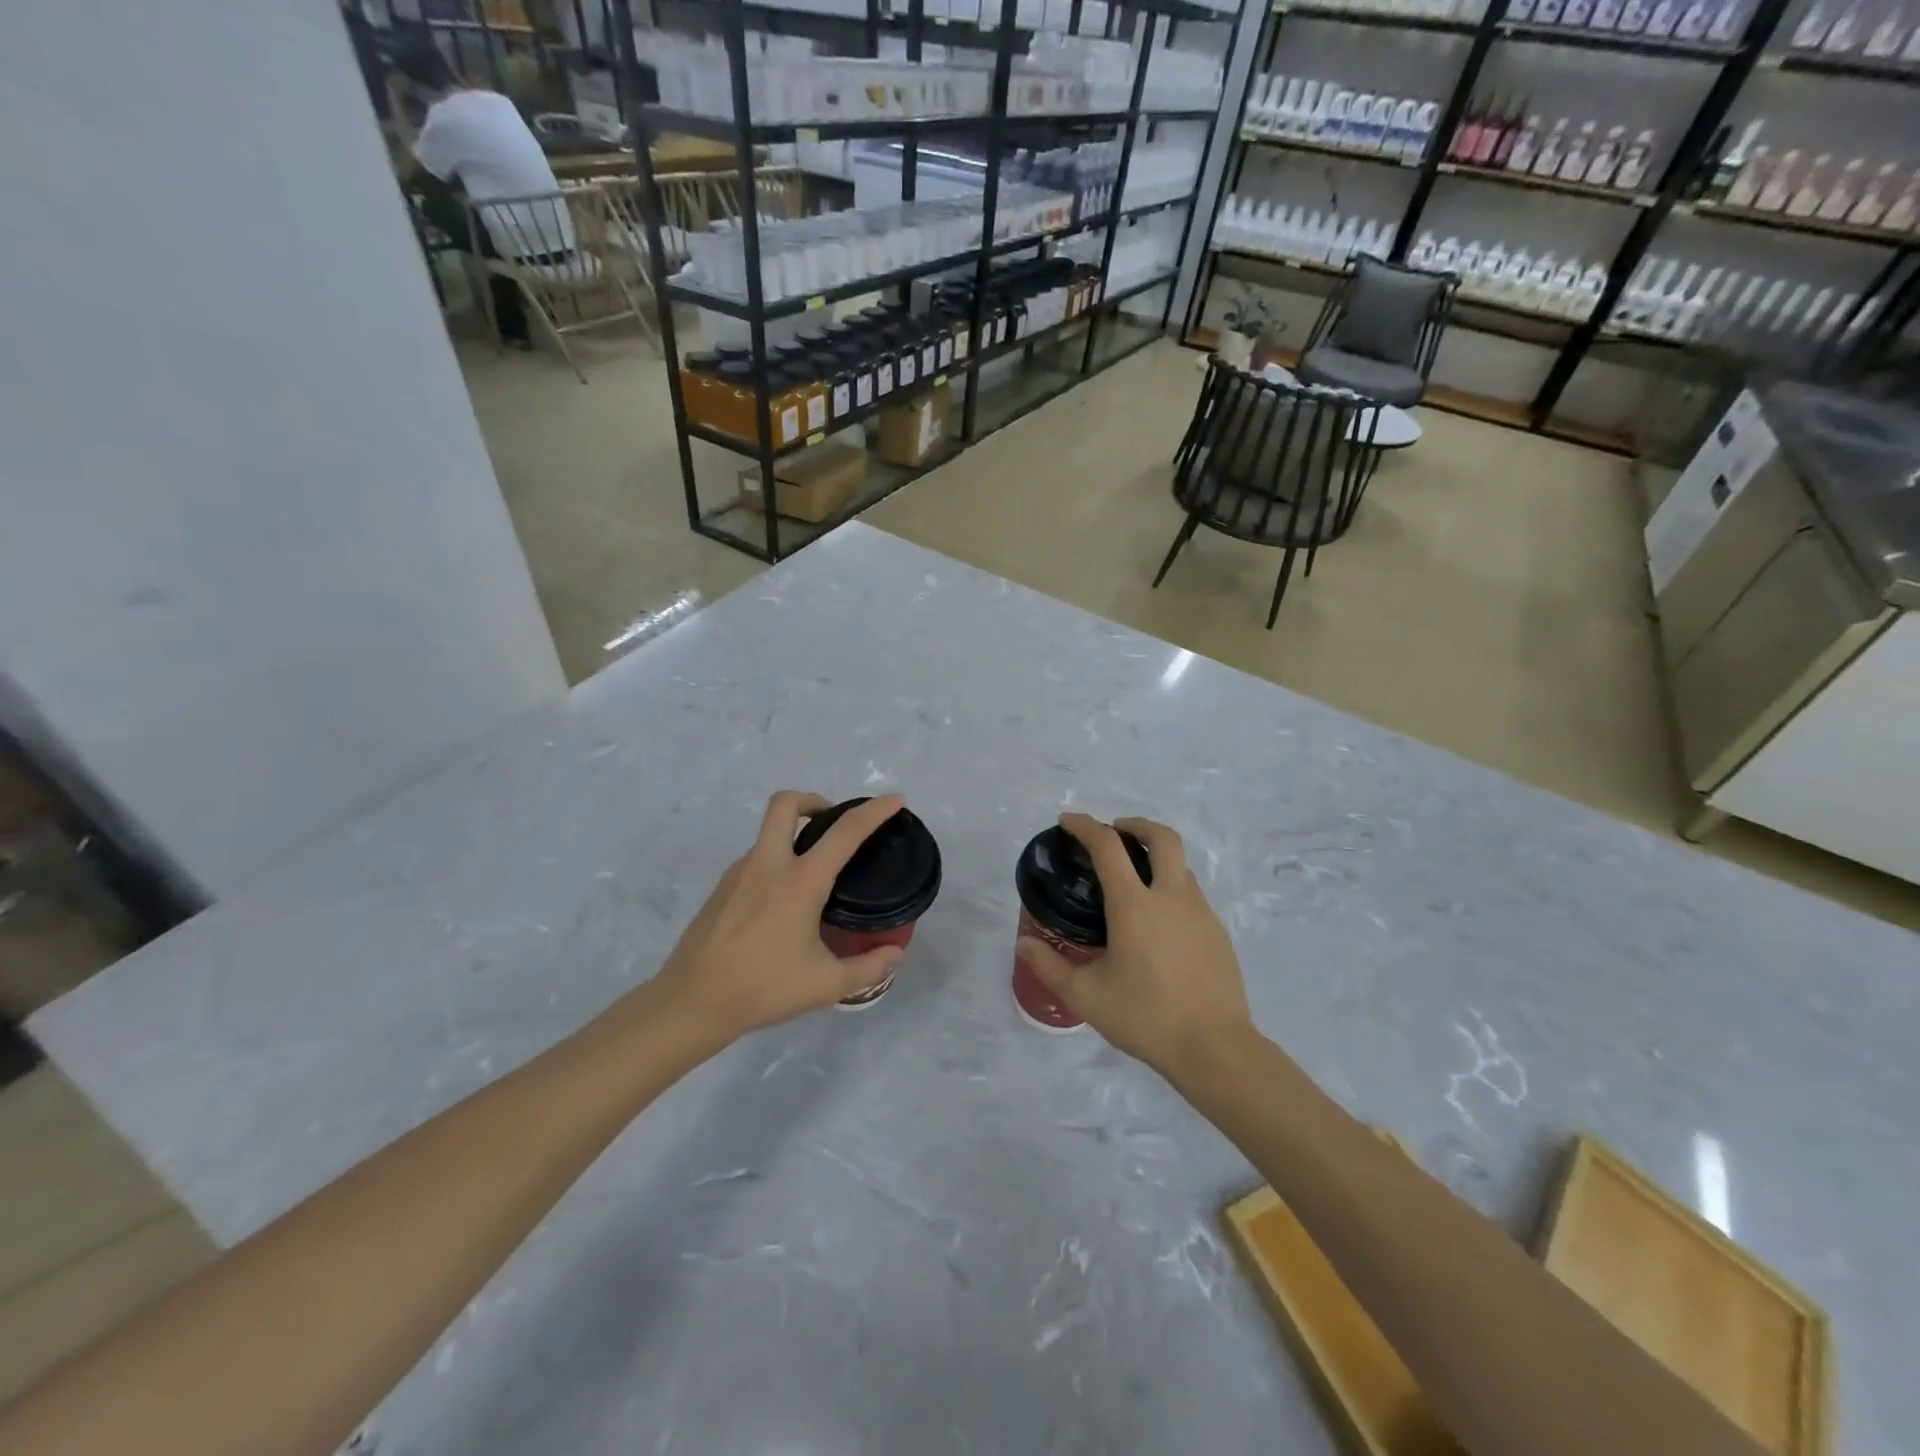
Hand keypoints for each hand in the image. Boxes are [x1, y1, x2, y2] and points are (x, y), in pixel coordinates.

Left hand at [652, 792, 908, 1042]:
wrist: (691, 1003)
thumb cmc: (763, 988)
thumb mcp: (826, 985)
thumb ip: (868, 968)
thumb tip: (895, 955)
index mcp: (801, 880)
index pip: (846, 831)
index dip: (875, 811)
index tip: (895, 800)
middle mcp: (769, 864)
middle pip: (786, 804)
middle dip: (814, 800)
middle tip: (833, 824)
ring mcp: (739, 873)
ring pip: (768, 832)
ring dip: (794, 835)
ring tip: (815, 874)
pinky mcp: (721, 888)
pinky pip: (756, 859)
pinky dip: (776, 862)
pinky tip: (783, 902)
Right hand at [1017, 813, 1252, 1080]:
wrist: (1215, 1048)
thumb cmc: (1146, 1017)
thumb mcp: (1086, 995)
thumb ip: (1049, 966)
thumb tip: (1024, 944)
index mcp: (1134, 905)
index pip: (1107, 846)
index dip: (1085, 826)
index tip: (1067, 821)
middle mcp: (1171, 897)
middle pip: (1161, 837)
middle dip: (1135, 825)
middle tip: (1114, 834)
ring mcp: (1201, 912)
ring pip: (1180, 865)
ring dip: (1156, 857)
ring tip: (1134, 882)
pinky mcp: (1218, 932)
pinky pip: (1192, 894)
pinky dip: (1171, 888)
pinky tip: (1158, 923)